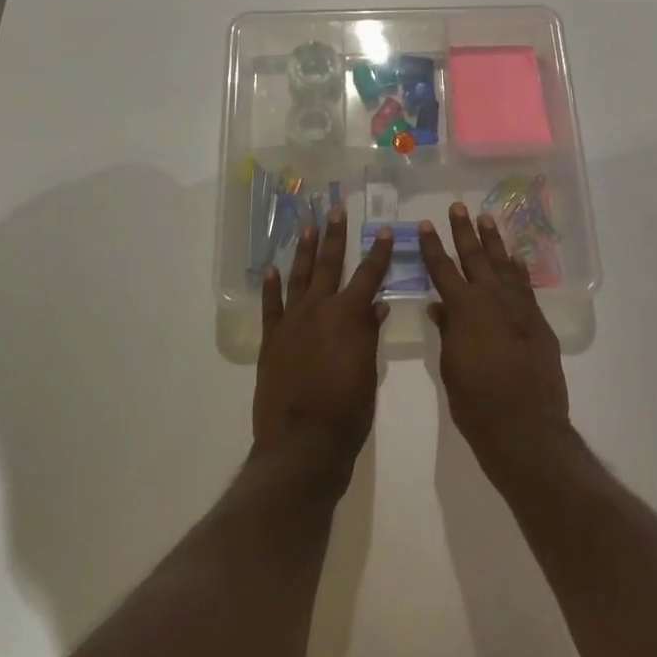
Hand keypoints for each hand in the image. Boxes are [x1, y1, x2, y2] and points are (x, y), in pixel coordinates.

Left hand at [253, 210, 393, 489]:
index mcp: (348, 317)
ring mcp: (291, 323)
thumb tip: (377, 304)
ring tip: (307, 226)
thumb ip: (369, 335)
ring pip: (299, 277)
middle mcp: (318, 310)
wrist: (301, 444)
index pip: (368, 276)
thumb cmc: (346, 413)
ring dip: (304, 251)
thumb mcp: (368, 374)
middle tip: (335, 211)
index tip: (384, 231)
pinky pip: (271, 306)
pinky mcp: (271, 340)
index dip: (379, 254)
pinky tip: (271, 269)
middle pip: (329, 266)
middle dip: (334, 237)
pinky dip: (271, 287)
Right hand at [421, 203, 570, 476]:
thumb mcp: (450, 366)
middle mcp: (491, 299)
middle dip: (464, 231)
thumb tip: (440, 306)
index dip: (432, 247)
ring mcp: (518, 308)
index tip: (426, 225)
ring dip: (493, 242)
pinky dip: (519, 271)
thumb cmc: (476, 402)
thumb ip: (447, 331)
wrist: (525, 427)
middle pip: (475, 257)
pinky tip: (516, 258)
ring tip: (486, 219)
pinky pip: (526, 287)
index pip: (442, 270)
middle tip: (458, 207)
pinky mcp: (538, 322)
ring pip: (503, 265)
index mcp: (463, 309)